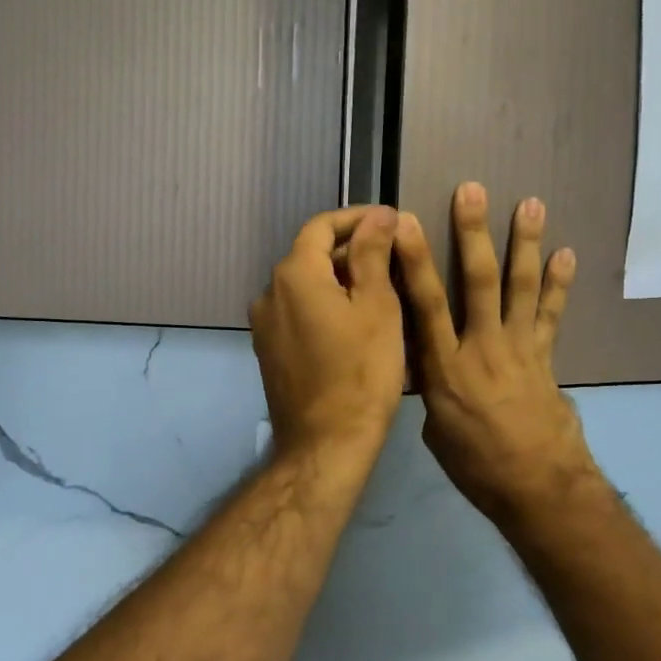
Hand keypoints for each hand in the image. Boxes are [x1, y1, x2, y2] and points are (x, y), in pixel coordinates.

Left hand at [250, 206, 404, 463]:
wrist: (326, 444)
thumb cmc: (361, 372)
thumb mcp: (378, 306)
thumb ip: (374, 253)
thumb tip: (379, 215)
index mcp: (294, 274)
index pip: (322, 225)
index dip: (357, 218)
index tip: (391, 221)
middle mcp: (269, 293)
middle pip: (312, 254)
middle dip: (353, 250)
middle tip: (395, 257)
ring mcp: (265, 325)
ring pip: (307, 285)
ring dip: (341, 279)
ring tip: (383, 289)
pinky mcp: (270, 350)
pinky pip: (300, 312)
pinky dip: (327, 305)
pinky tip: (357, 322)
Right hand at [393, 183, 601, 530]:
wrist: (538, 488)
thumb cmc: (476, 465)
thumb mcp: (436, 429)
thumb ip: (430, 385)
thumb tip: (425, 359)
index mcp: (445, 369)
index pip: (425, 305)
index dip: (415, 261)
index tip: (407, 222)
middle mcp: (482, 348)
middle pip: (476, 281)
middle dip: (472, 233)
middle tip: (472, 190)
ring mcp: (519, 348)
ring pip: (520, 287)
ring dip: (525, 243)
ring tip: (531, 204)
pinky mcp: (545, 357)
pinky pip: (552, 314)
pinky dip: (560, 284)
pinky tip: (566, 254)